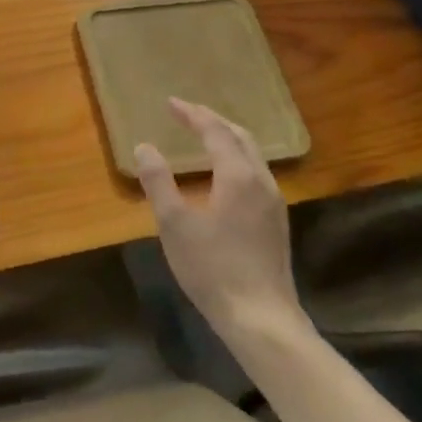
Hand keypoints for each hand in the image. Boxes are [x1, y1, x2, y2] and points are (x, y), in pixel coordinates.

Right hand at [134, 98, 302, 344]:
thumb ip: (159, 182)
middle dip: (213, 121)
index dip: (192, 114)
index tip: (170, 103)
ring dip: (227, 139)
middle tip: (187, 115)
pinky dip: (236, 159)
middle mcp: (261, 180)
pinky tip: (223, 176)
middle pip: (240, 136)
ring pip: (252, 155)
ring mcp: (273, 202)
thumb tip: (144, 146)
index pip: (215, 131)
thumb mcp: (175, 224)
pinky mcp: (276, 222)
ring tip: (204, 138)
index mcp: (237, 175)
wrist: (261, 318)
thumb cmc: (213, 269)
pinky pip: (256, 173)